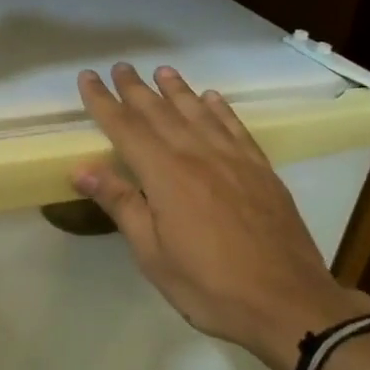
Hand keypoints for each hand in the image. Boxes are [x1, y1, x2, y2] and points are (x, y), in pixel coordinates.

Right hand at [73, 63, 369, 369]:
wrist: (287, 302)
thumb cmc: (209, 286)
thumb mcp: (153, 254)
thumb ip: (121, 204)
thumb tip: (81, 169)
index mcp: (166, 176)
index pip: (126, 129)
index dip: (103, 102)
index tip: (87, 78)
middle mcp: (198, 156)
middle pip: (160, 113)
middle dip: (136, 89)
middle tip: (119, 67)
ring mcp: (234, 160)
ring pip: (199, 113)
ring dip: (177, 90)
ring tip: (162, 71)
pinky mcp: (261, 170)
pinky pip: (236, 128)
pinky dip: (220, 109)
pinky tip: (212, 98)